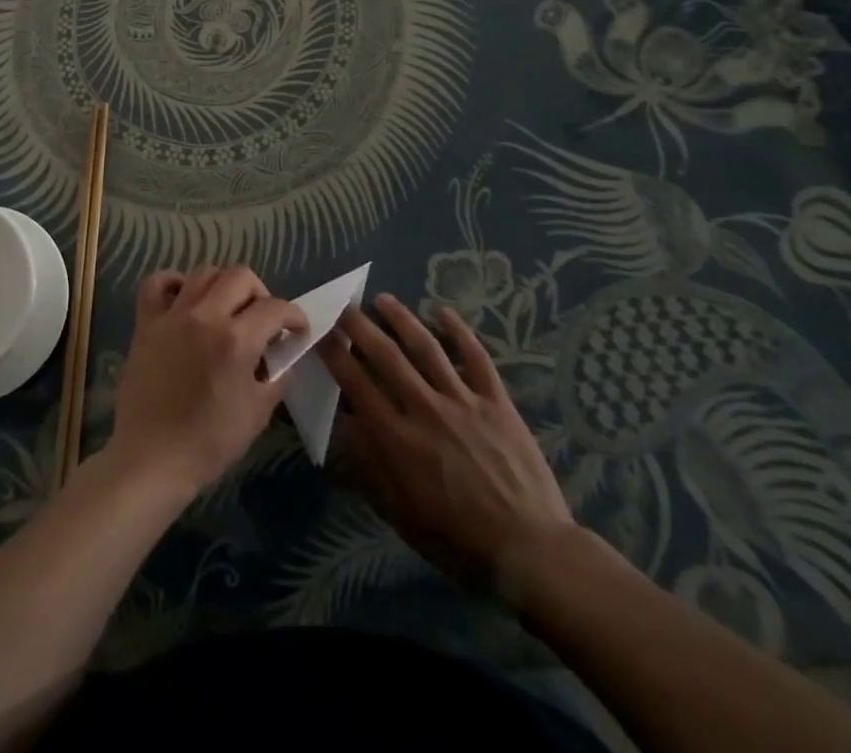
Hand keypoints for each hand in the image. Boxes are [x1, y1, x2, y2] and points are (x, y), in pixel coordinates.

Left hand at [107, 265, 307, 500]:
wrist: (150, 459)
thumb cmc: (208, 443)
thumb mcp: (257, 414)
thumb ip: (276, 377)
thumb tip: (283, 355)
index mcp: (236, 341)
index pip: (275, 309)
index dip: (293, 316)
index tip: (297, 330)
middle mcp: (205, 316)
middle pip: (240, 276)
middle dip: (261, 294)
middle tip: (262, 320)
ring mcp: (172, 316)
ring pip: (204, 272)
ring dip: (223, 285)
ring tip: (227, 309)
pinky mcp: (146, 323)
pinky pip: (156, 283)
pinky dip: (173, 283)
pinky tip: (184, 300)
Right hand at [317, 294, 578, 607]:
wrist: (530, 551)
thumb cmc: (457, 540)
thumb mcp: (400, 513)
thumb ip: (368, 465)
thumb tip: (341, 423)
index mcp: (398, 439)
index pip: (356, 384)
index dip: (335, 355)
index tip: (320, 333)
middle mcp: (425, 409)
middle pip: (386, 356)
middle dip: (360, 327)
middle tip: (344, 306)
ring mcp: (463, 401)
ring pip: (426, 348)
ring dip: (402, 319)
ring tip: (382, 299)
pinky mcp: (496, 402)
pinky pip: (476, 358)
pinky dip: (460, 332)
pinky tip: (444, 312)